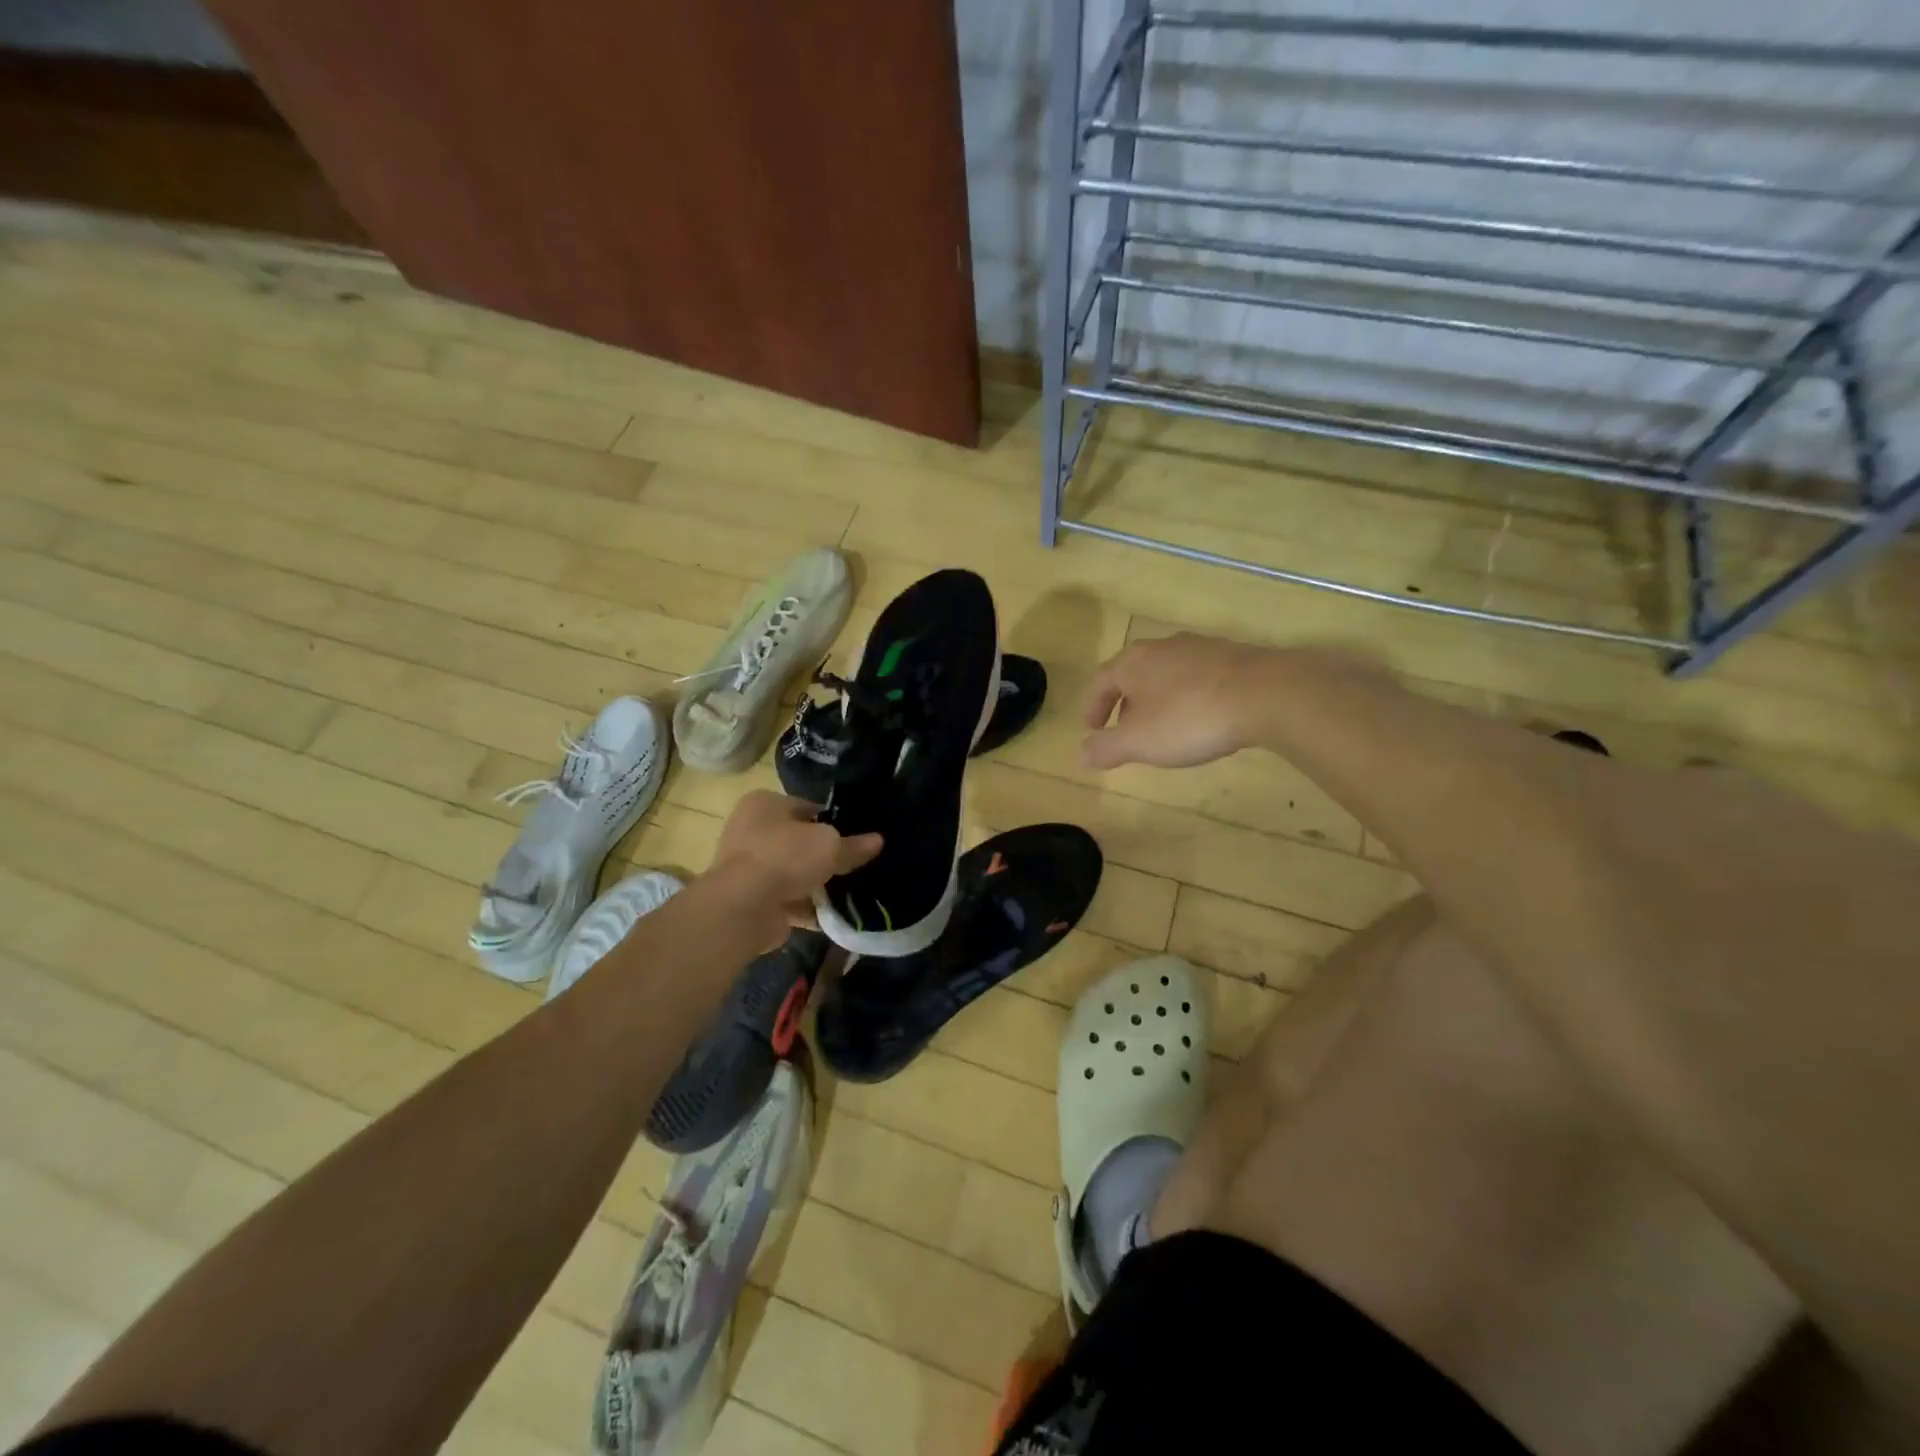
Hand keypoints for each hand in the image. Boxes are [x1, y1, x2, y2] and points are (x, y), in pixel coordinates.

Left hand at [709, 791, 882, 946]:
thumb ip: (853, 845)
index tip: (856, 837)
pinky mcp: (750, 899)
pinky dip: (806, 907)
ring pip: (792, 872)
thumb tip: (878, 841)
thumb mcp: (830, 845)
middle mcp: (751, 830)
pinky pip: (786, 900)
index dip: (833, 821)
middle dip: (823, 855)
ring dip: (815, 883)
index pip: (807, 807)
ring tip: (849, 891)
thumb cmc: (785, 857)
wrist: (743, 907)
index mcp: (764, 804)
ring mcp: (747, 867)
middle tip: (854, 864)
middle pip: (798, 841)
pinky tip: (833, 915)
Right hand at [1082, 632, 1271, 769]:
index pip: (1101, 681)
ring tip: (1165, 729)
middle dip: (1127, 704)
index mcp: (1133, 662)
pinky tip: (1202, 719)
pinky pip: (1199, 679)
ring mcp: (1201, 648)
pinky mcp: (1234, 657)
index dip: (1094, 707)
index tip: (1093, 730)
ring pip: (1168, 675)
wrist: (1265, 694)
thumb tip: (1082, 754)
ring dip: (1159, 701)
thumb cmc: (1189, 718)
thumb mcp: (1139, 742)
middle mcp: (1163, 647)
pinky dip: (1190, 698)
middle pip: (1135, 674)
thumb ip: (1106, 748)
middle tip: (1128, 732)